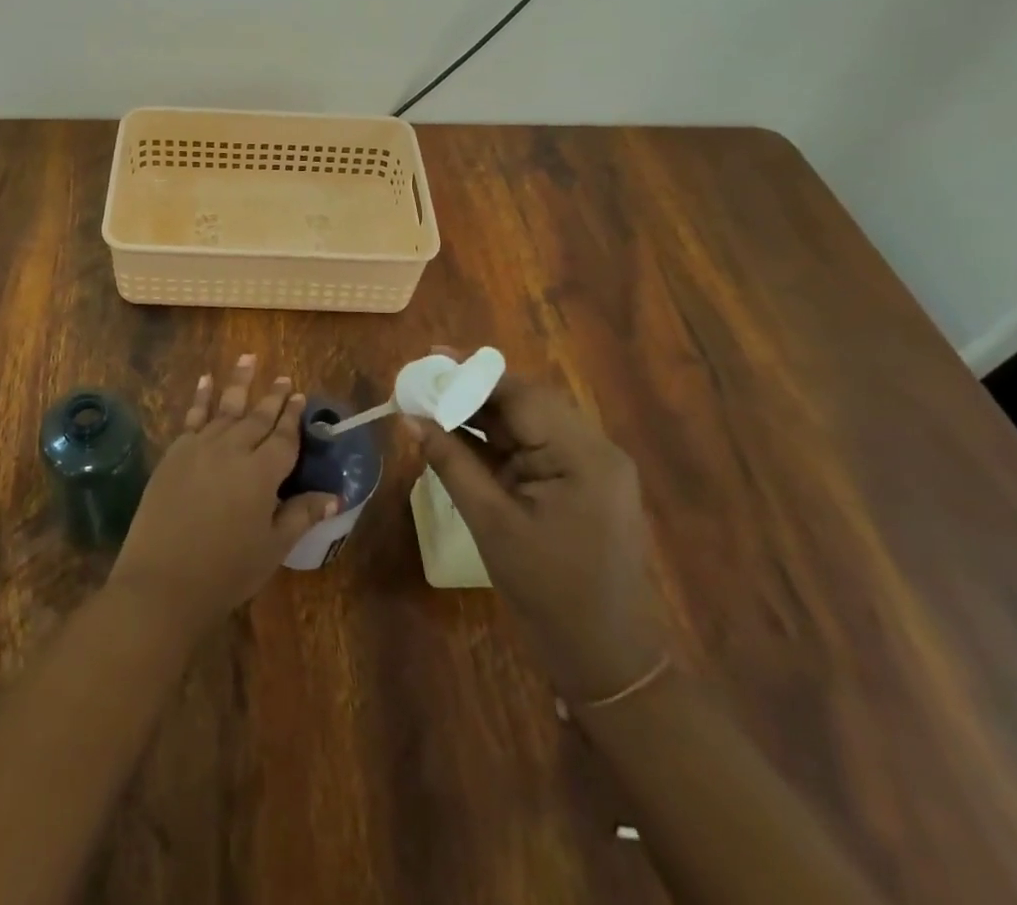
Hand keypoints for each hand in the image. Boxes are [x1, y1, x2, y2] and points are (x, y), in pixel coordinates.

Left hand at [109, 355, 338, 639]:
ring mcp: (200, 447)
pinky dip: (200, 396)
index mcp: (262, 472)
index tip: (300, 396)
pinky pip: (192, 416)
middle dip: (273, 397)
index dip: (293, 417)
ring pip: (225, 408)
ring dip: (239, 382)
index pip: (284, 437)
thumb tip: (334, 496)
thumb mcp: (273, 547)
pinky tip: (205, 380)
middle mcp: (233, 449)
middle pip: (257, 417)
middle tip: (284, 379)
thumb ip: (301, 515)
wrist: (163, 581)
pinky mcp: (175, 453)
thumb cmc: (226, 570)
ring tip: (248, 358)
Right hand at [405, 353, 667, 702]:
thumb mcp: (492, 523)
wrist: (606, 660)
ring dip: (479, 414)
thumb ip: (451, 463)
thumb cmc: (549, 593)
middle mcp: (592, 449)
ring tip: (430, 403)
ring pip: (526, 423)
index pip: (522, 395)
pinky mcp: (578, 484)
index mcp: (584, 455)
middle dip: (471, 391)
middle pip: (525, 403)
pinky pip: (531, 448)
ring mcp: (588, 468)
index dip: (472, 373)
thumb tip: (410, 418)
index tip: (430, 357)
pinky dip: (494, 441)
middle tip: (422, 381)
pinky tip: (456, 434)